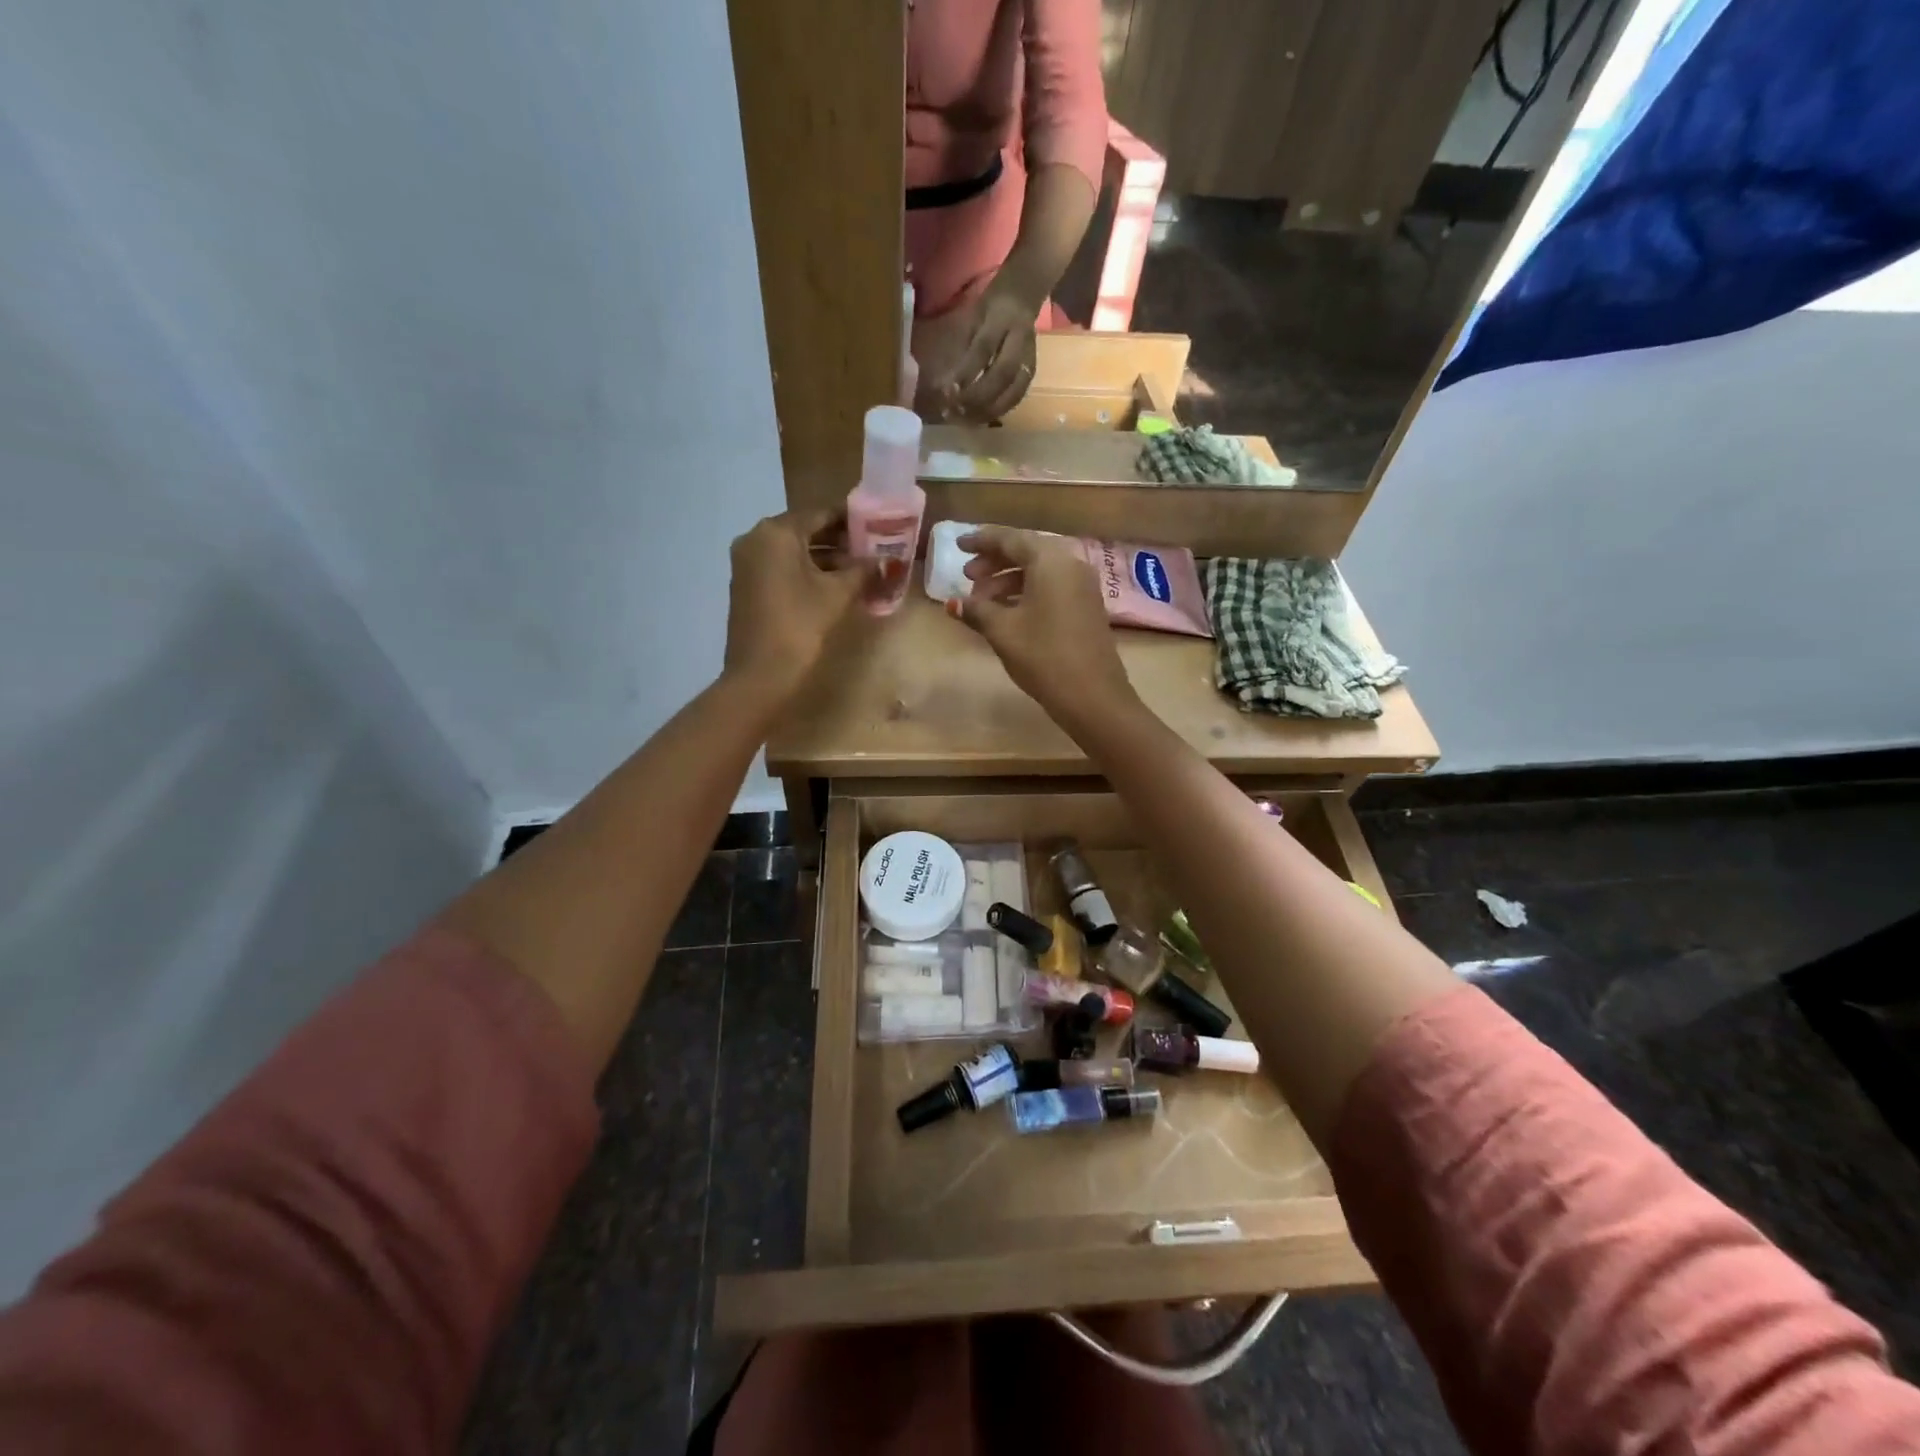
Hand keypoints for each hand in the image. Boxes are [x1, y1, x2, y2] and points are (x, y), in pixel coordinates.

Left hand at [724, 510, 866, 702]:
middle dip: (840, 540)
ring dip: (826, 558)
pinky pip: (782, 568)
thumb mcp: (837, 594)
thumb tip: (889, 561)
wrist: (760, 675)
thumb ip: (864, 570)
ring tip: (861, 569)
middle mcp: (756, 539)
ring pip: (794, 551)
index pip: (820, 513)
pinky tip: (835, 585)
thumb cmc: (799, 625)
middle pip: (805, 530)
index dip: (852, 519)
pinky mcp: (748, 586)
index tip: (878, 526)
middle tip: (873, 548)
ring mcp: (748, 563)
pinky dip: (807, 572)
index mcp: (776, 532)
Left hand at [935, 282, 1038, 421]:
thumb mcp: (971, 319)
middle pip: (1002, 375)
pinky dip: (998, 411)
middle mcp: (1020, 340)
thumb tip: (945, 384)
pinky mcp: (1031, 373)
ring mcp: (1030, 358)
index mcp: (1003, 319)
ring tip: (965, 420)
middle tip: (955, 411)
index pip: (983, 350)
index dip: (966, 373)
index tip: (947, 392)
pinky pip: (1016, 398)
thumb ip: (962, 349)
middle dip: (977, 397)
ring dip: (988, 410)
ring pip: (1013, 392)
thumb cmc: (989, 308)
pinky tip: (980, 419)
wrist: (1023, 296)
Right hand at [949, 526, 1138, 728]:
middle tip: (967, 576)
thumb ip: (977, 611)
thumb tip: (953, 603)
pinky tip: (1008, 612)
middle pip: (1027, 552)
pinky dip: (1027, 592)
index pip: (1010, 539)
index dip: (981, 540)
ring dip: (1009, 580)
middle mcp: (1071, 565)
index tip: (958, 545)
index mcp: (1050, 561)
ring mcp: (1083, 587)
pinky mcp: (1087, 607)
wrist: (1092, 695)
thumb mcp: (1003, 631)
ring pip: (1040, 572)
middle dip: (994, 562)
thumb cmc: (1043, 656)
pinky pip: (1052, 587)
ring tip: (982, 601)